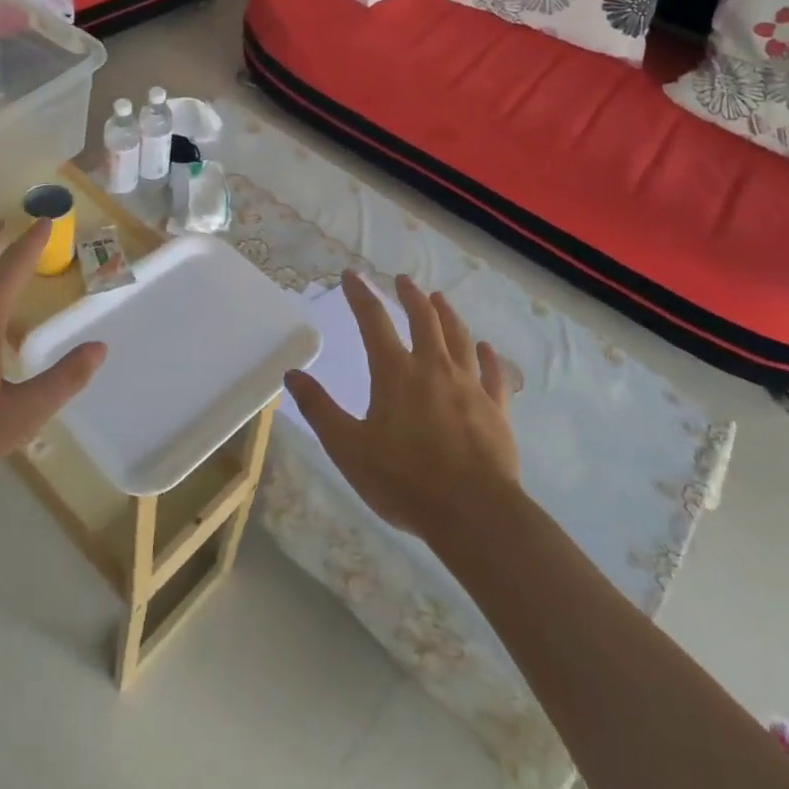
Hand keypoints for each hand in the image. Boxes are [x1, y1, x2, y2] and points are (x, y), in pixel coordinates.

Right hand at [284, 269, 518, 542]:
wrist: (474, 513)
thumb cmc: (405, 481)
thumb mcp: (348, 448)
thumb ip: (320, 409)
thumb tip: (292, 374)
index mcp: (395, 373)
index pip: (373, 321)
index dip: (360, 295)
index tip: (351, 275)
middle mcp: (433, 368)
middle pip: (423, 319)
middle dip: (410, 296)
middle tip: (403, 280)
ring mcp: (469, 386)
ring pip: (458, 338)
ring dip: (447, 315)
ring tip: (439, 298)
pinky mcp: (496, 409)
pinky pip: (492, 374)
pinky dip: (488, 357)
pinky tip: (486, 348)